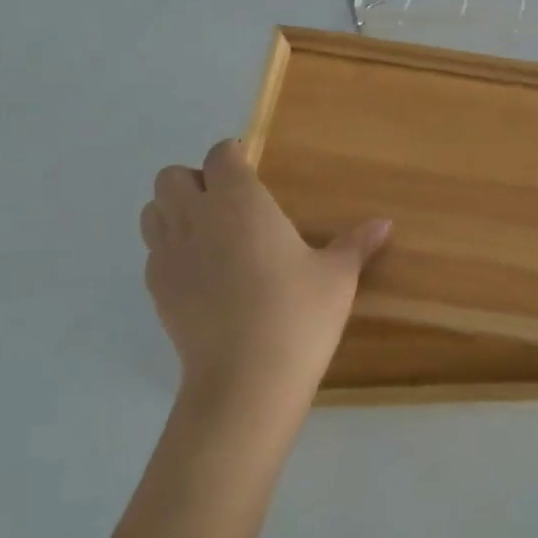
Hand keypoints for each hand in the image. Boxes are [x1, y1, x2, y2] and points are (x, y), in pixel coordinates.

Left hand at [141, 139, 390, 423]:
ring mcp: (169, 254)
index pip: (220, 156)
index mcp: (241, 202)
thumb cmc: (298, 315)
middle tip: (228, 204)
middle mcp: (197, 217)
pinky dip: (170, 250)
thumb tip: (385, 223)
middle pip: (172, 177)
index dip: (232, 156)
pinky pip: (153, 252)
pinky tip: (200, 274)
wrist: (246, 381)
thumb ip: (356, 243)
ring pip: (152, 211)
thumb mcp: (337, 277)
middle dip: (195, 181)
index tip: (250, 169)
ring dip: (173, 211)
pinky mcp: (156, 290)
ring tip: (207, 234)